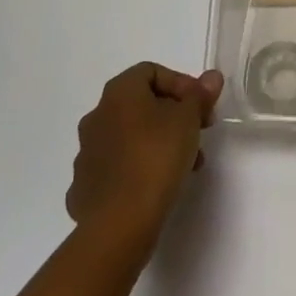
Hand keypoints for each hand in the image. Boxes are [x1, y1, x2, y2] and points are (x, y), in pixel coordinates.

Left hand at [66, 63, 223, 260]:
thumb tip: (211, 77)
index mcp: (118, 93)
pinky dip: (136, 170)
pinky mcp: (83, 188)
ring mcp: (86, 154)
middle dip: (173, 117)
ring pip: (129, 138)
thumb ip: (200, 95)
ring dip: (158, 143)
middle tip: (197, 135)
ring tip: (184, 166)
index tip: (200, 107)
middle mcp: (97, 116)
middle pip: (141, 105)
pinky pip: (116, 169)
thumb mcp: (189, 119)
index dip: (181, 84)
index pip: (152, 72)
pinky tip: (154, 187)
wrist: (119, 223)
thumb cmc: (156, 157)